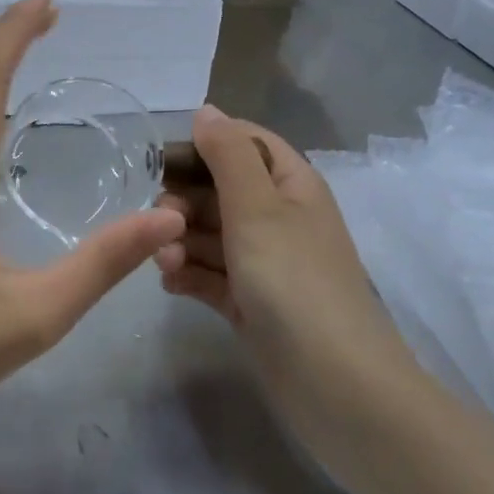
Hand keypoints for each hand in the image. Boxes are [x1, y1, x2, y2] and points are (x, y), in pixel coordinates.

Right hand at [153, 104, 386, 355]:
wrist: (333, 383)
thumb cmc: (294, 280)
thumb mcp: (258, 207)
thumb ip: (228, 154)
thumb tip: (206, 110)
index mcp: (291, 185)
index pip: (245, 143)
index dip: (205, 144)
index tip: (162, 162)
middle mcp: (279, 218)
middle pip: (220, 189)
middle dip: (184, 201)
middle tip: (160, 221)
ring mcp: (265, 262)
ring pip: (210, 233)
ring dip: (181, 241)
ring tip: (164, 263)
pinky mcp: (250, 301)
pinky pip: (210, 274)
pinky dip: (189, 274)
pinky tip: (170, 283)